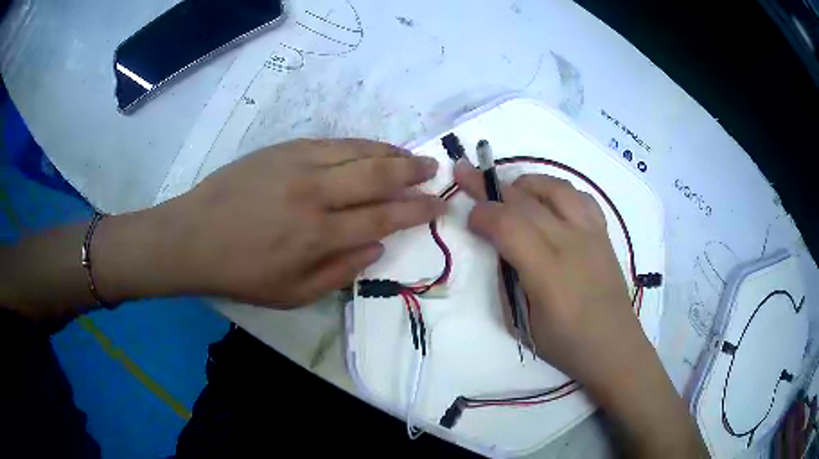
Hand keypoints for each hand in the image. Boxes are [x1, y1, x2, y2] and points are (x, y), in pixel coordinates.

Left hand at [100, 139, 443, 307]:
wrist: (192, 236)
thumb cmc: (240, 272)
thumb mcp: (292, 293)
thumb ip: (340, 272)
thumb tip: (377, 247)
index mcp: (318, 235)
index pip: (384, 218)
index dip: (416, 211)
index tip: (438, 206)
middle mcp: (315, 194)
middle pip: (378, 176)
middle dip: (412, 173)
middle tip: (434, 170)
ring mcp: (298, 164)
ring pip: (358, 151)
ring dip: (390, 153)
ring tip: (410, 156)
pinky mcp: (283, 149)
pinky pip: (332, 142)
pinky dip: (359, 144)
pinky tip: (371, 147)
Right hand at [454, 160, 705, 456]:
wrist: (615, 347)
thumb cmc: (566, 344)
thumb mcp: (522, 324)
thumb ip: (507, 281)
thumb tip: (499, 248)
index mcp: (548, 273)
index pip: (508, 225)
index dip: (482, 214)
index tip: (469, 217)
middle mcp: (571, 243)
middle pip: (526, 200)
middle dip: (489, 186)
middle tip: (467, 176)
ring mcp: (591, 234)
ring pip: (555, 188)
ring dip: (525, 183)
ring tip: (510, 191)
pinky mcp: (603, 233)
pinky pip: (580, 197)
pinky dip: (557, 191)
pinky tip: (548, 202)